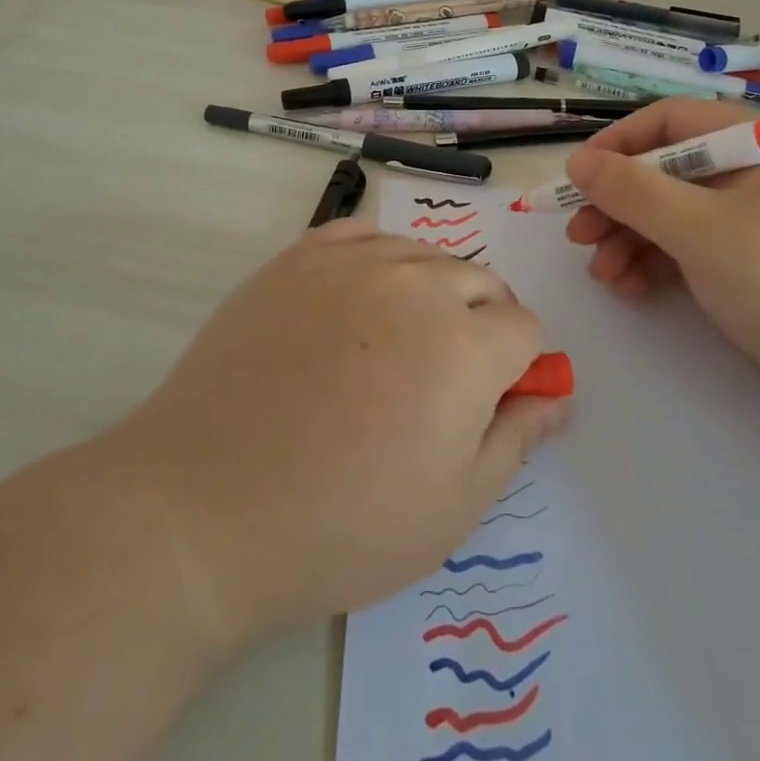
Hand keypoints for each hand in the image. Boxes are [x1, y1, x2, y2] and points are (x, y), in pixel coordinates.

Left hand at [122, 219, 563, 648]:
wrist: (205, 504)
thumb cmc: (340, 524)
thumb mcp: (451, 508)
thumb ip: (515, 439)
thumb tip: (554, 395)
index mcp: (465, 346)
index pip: (524, 329)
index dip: (516, 367)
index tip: (487, 401)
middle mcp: (416, 285)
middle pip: (480, 281)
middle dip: (481, 323)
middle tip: (441, 379)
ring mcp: (352, 263)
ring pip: (424, 255)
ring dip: (430, 290)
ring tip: (395, 345)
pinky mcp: (298, 257)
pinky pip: (362, 236)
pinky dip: (377, 261)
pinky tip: (357, 302)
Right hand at [563, 99, 759, 413]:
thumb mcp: (701, 230)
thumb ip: (632, 191)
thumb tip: (576, 160)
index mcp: (755, 139)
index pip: (668, 121)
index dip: (615, 145)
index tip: (576, 180)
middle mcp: (754, 168)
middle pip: (665, 169)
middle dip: (617, 203)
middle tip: (579, 237)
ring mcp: (755, 217)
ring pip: (673, 211)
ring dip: (630, 239)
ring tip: (603, 275)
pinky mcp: (754, 259)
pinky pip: (692, 245)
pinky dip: (658, 262)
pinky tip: (632, 288)